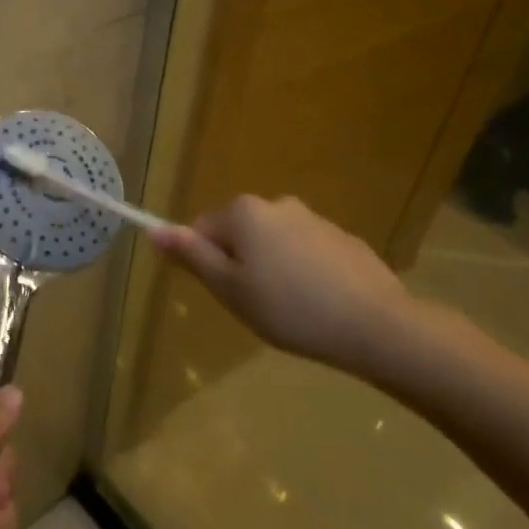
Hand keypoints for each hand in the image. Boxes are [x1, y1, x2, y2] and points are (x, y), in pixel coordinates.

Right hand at [151, 195, 414, 377]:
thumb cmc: (289, 308)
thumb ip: (191, 255)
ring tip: (289, 310)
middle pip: (239, 233)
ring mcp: (315, 219)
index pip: (202, 229)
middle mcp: (277, 204)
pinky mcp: (344, 240)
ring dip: (271, 268)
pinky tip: (318, 304)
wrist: (375, 325)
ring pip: (273, 243)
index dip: (205, 263)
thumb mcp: (229, 288)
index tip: (225, 294)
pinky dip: (303, 273)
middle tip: (254, 305)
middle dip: (239, 264)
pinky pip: (306, 252)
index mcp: (244, 212)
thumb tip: (153, 229)